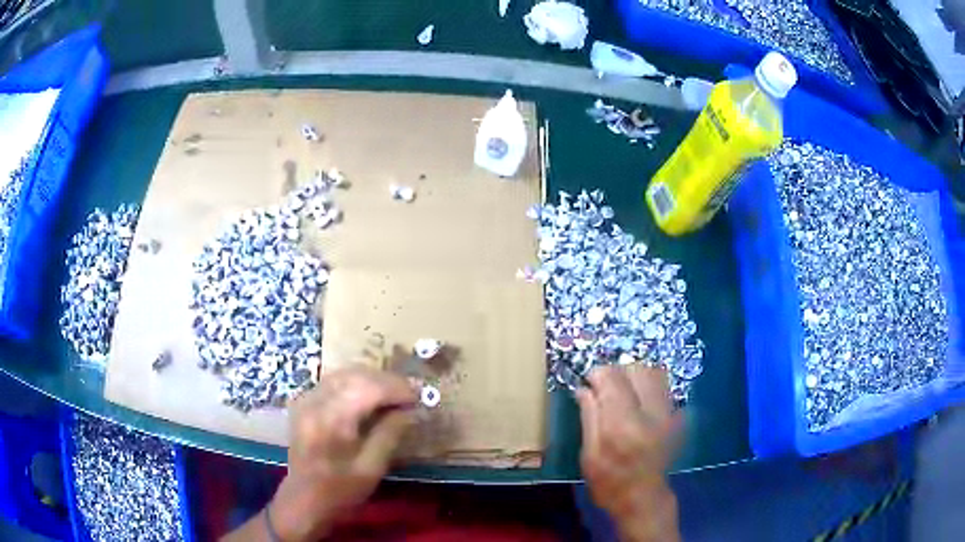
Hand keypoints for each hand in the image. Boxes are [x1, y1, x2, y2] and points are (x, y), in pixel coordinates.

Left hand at [268, 365, 418, 540]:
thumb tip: (410, 410)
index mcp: (331, 420)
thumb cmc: (340, 491)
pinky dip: (354, 383)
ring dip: (371, 379)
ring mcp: (305, 400)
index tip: (419, 397)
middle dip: (386, 380)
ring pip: (343, 373)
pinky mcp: (303, 403)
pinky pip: (332, 381)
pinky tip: (368, 396)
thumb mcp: (371, 468)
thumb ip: (390, 434)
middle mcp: (315, 402)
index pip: (368, 388)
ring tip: (393, 394)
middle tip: (409, 394)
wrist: (304, 501)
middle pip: (355, 375)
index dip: (397, 388)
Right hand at [576, 365, 681, 541]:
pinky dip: (648, 383)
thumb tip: (583, 389)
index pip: (612, 379)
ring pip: (652, 372)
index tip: (588, 382)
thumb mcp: (589, 456)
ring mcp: (667, 413)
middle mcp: (649, 413)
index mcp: (622, 426)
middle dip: (615, 372)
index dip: (597, 374)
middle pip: (635, 369)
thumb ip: (588, 418)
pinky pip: (663, 384)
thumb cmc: (610, 483)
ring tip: (621, 391)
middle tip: (603, 387)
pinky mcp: (676, 415)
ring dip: (633, 374)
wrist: (644, 499)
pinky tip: (637, 399)